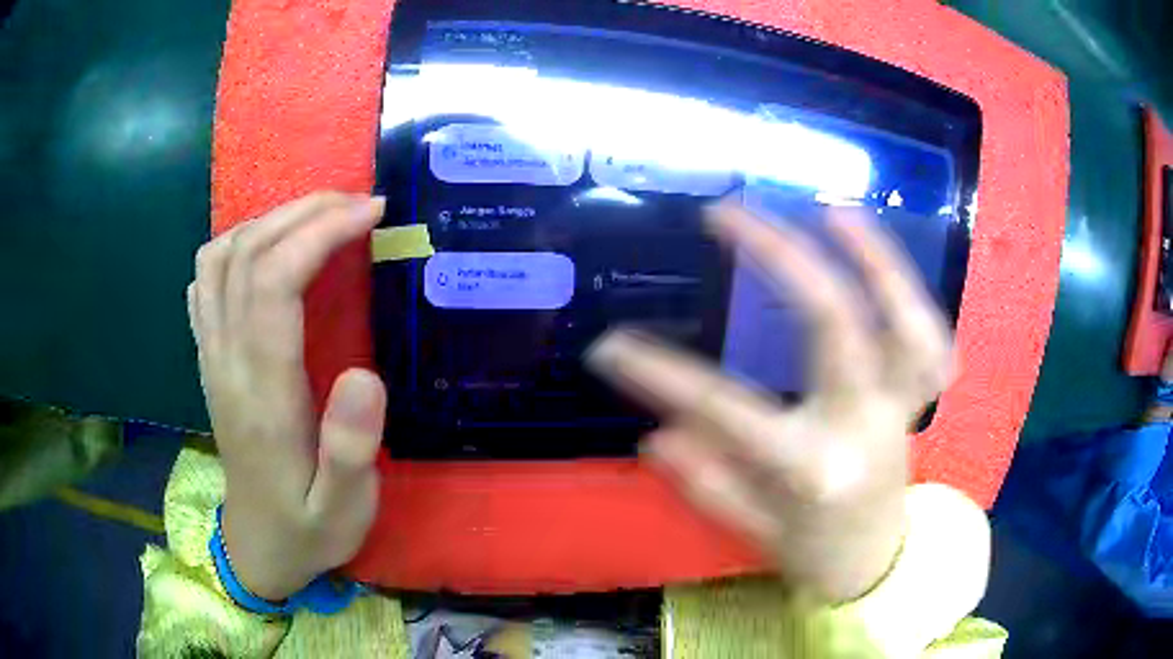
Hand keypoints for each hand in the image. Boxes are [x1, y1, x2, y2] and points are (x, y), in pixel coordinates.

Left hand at [188, 192, 386, 600]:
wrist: (258, 548)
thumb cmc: (308, 528)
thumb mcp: (343, 509)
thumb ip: (350, 449)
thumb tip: (364, 374)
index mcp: (261, 393)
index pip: (274, 282)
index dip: (319, 233)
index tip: (371, 213)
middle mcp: (226, 361)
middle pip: (247, 254)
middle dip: (304, 212)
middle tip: (358, 202)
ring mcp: (211, 355)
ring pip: (220, 257)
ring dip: (269, 220)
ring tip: (318, 217)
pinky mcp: (209, 357)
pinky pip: (206, 280)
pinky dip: (237, 244)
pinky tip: (267, 247)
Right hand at [588, 201, 951, 601]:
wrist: (878, 566)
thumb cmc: (812, 552)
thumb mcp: (751, 530)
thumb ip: (709, 480)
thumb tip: (658, 433)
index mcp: (810, 467)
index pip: (725, 411)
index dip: (661, 374)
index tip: (610, 346)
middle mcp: (861, 424)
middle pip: (830, 321)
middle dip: (779, 255)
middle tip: (726, 213)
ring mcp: (899, 406)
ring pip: (903, 318)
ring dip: (875, 257)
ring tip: (832, 209)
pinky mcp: (917, 399)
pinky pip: (931, 342)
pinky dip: (912, 297)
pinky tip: (880, 264)